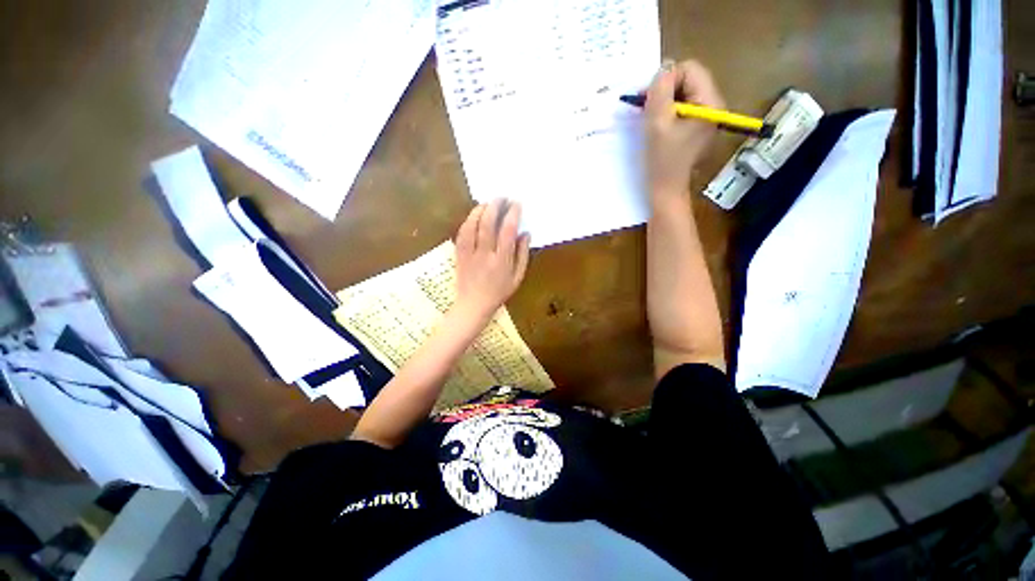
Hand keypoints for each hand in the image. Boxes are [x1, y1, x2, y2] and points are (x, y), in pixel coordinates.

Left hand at [454, 199, 530, 319]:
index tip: (516, 204)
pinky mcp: (459, 254)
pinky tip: (474, 215)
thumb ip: (522, 255)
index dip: (512, 214)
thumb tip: (526, 233)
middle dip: (495, 206)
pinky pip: (461, 234)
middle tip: (501, 197)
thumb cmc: (499, 292)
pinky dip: (468, 221)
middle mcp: (485, 255)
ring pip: (473, 226)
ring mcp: (470, 254)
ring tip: (488, 203)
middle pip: (488, 224)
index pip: (508, 232)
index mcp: (502, 261)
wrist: (473, 305)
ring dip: (480, 211)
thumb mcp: (517, 277)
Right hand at [645, 59, 724, 201]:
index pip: (690, 69)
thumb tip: (662, 70)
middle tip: (645, 106)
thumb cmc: (662, 160)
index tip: (647, 99)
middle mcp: (713, 106)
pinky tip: (657, 124)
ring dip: (664, 100)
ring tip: (650, 117)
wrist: (665, 190)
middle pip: (688, 79)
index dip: (666, 79)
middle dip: (665, 89)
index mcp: (710, 104)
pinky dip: (667, 110)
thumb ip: (659, 91)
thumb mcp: (657, 123)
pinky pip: (682, 107)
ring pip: (684, 92)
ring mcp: (706, 117)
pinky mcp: (697, 127)